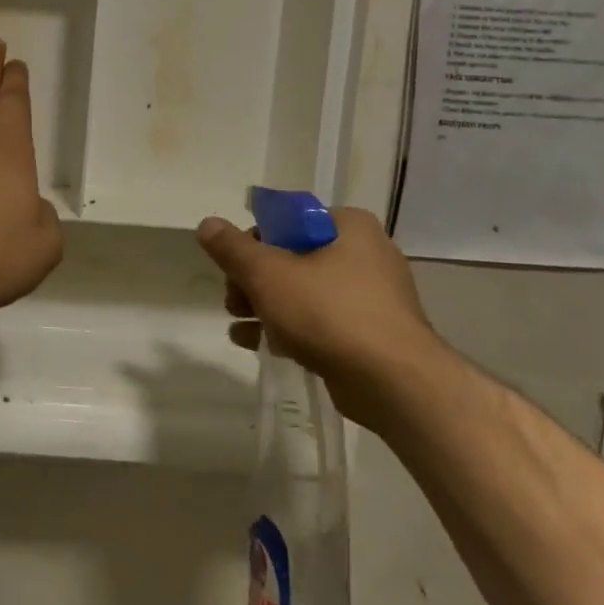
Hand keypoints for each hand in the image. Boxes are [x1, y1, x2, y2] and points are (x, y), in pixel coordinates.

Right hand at [196, 209, 446, 430]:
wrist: (396, 384)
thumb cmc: (330, 313)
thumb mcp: (268, 274)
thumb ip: (232, 248)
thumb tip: (207, 224)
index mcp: (348, 226)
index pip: (288, 220)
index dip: (253, 242)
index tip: (234, 268)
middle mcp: (365, 253)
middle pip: (292, 257)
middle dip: (254, 281)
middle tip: (233, 302)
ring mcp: (372, 296)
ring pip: (303, 291)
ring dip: (265, 306)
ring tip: (238, 325)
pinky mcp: (371, 333)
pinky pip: (321, 321)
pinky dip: (289, 328)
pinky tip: (258, 345)